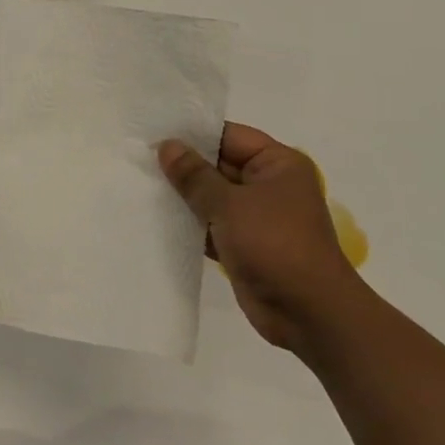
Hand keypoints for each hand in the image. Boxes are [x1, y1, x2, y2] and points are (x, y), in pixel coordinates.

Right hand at [157, 124, 363, 349]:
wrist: (307, 313)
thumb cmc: (274, 244)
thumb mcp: (230, 204)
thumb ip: (195, 175)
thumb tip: (167, 146)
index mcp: (277, 164)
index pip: (229, 136)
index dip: (193, 134)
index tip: (153, 132)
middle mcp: (269, 185)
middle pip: (218, 165)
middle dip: (183, 165)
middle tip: (138, 157)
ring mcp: (257, 216)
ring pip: (212, 196)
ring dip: (183, 196)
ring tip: (140, 184)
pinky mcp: (244, 244)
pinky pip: (211, 224)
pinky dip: (190, 223)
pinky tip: (156, 218)